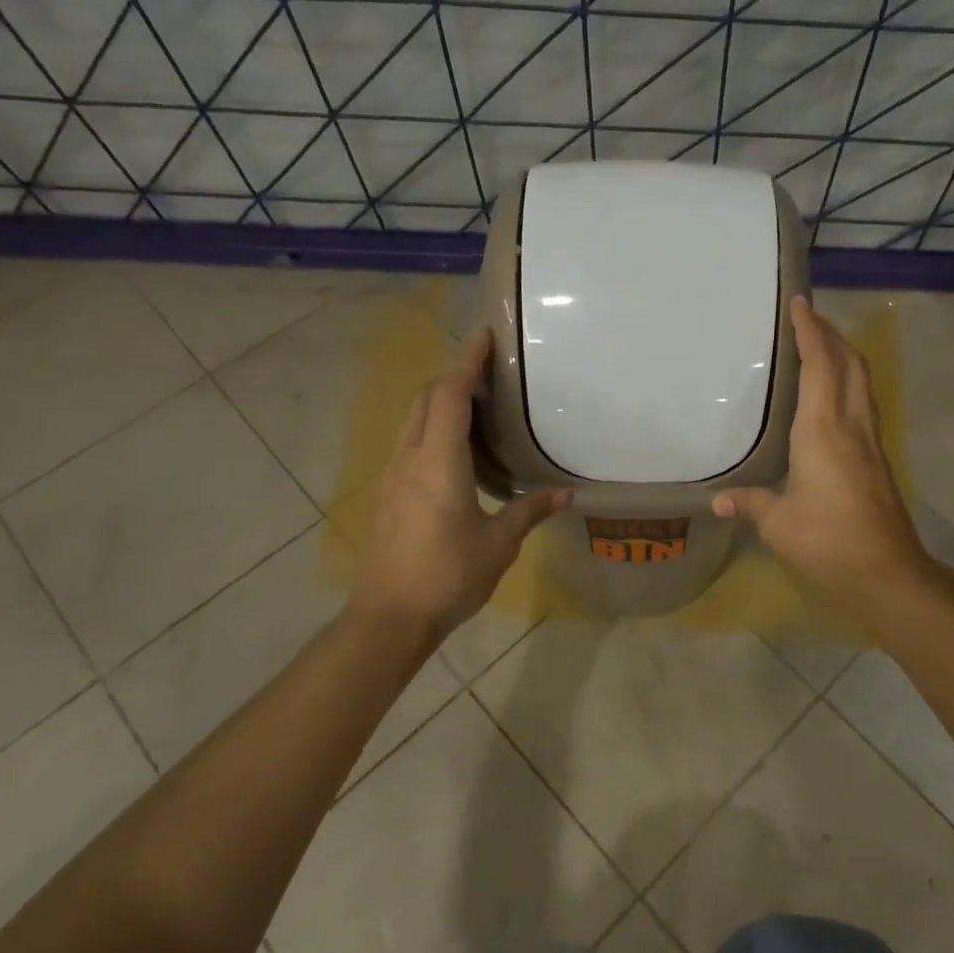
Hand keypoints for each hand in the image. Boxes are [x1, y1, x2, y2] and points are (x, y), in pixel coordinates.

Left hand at [353, 331, 569, 646]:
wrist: (389, 616)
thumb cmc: (448, 575)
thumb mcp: (499, 544)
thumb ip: (530, 511)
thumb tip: (566, 494)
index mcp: (439, 461)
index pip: (451, 395)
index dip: (467, 361)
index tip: (485, 335)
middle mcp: (410, 457)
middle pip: (427, 398)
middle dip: (454, 375)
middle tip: (489, 371)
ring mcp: (392, 474)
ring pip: (413, 419)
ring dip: (440, 401)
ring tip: (476, 406)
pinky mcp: (387, 493)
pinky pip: (409, 442)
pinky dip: (431, 427)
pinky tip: (455, 452)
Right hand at [713, 296, 930, 611]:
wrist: (886, 570)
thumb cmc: (827, 540)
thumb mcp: (778, 523)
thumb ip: (749, 503)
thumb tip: (718, 499)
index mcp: (822, 429)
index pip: (819, 365)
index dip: (810, 331)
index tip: (800, 303)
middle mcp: (850, 425)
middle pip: (849, 363)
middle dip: (831, 334)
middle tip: (808, 318)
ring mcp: (870, 440)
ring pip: (862, 381)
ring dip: (844, 355)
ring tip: (822, 345)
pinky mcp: (878, 458)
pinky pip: (863, 403)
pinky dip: (849, 382)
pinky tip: (834, 395)